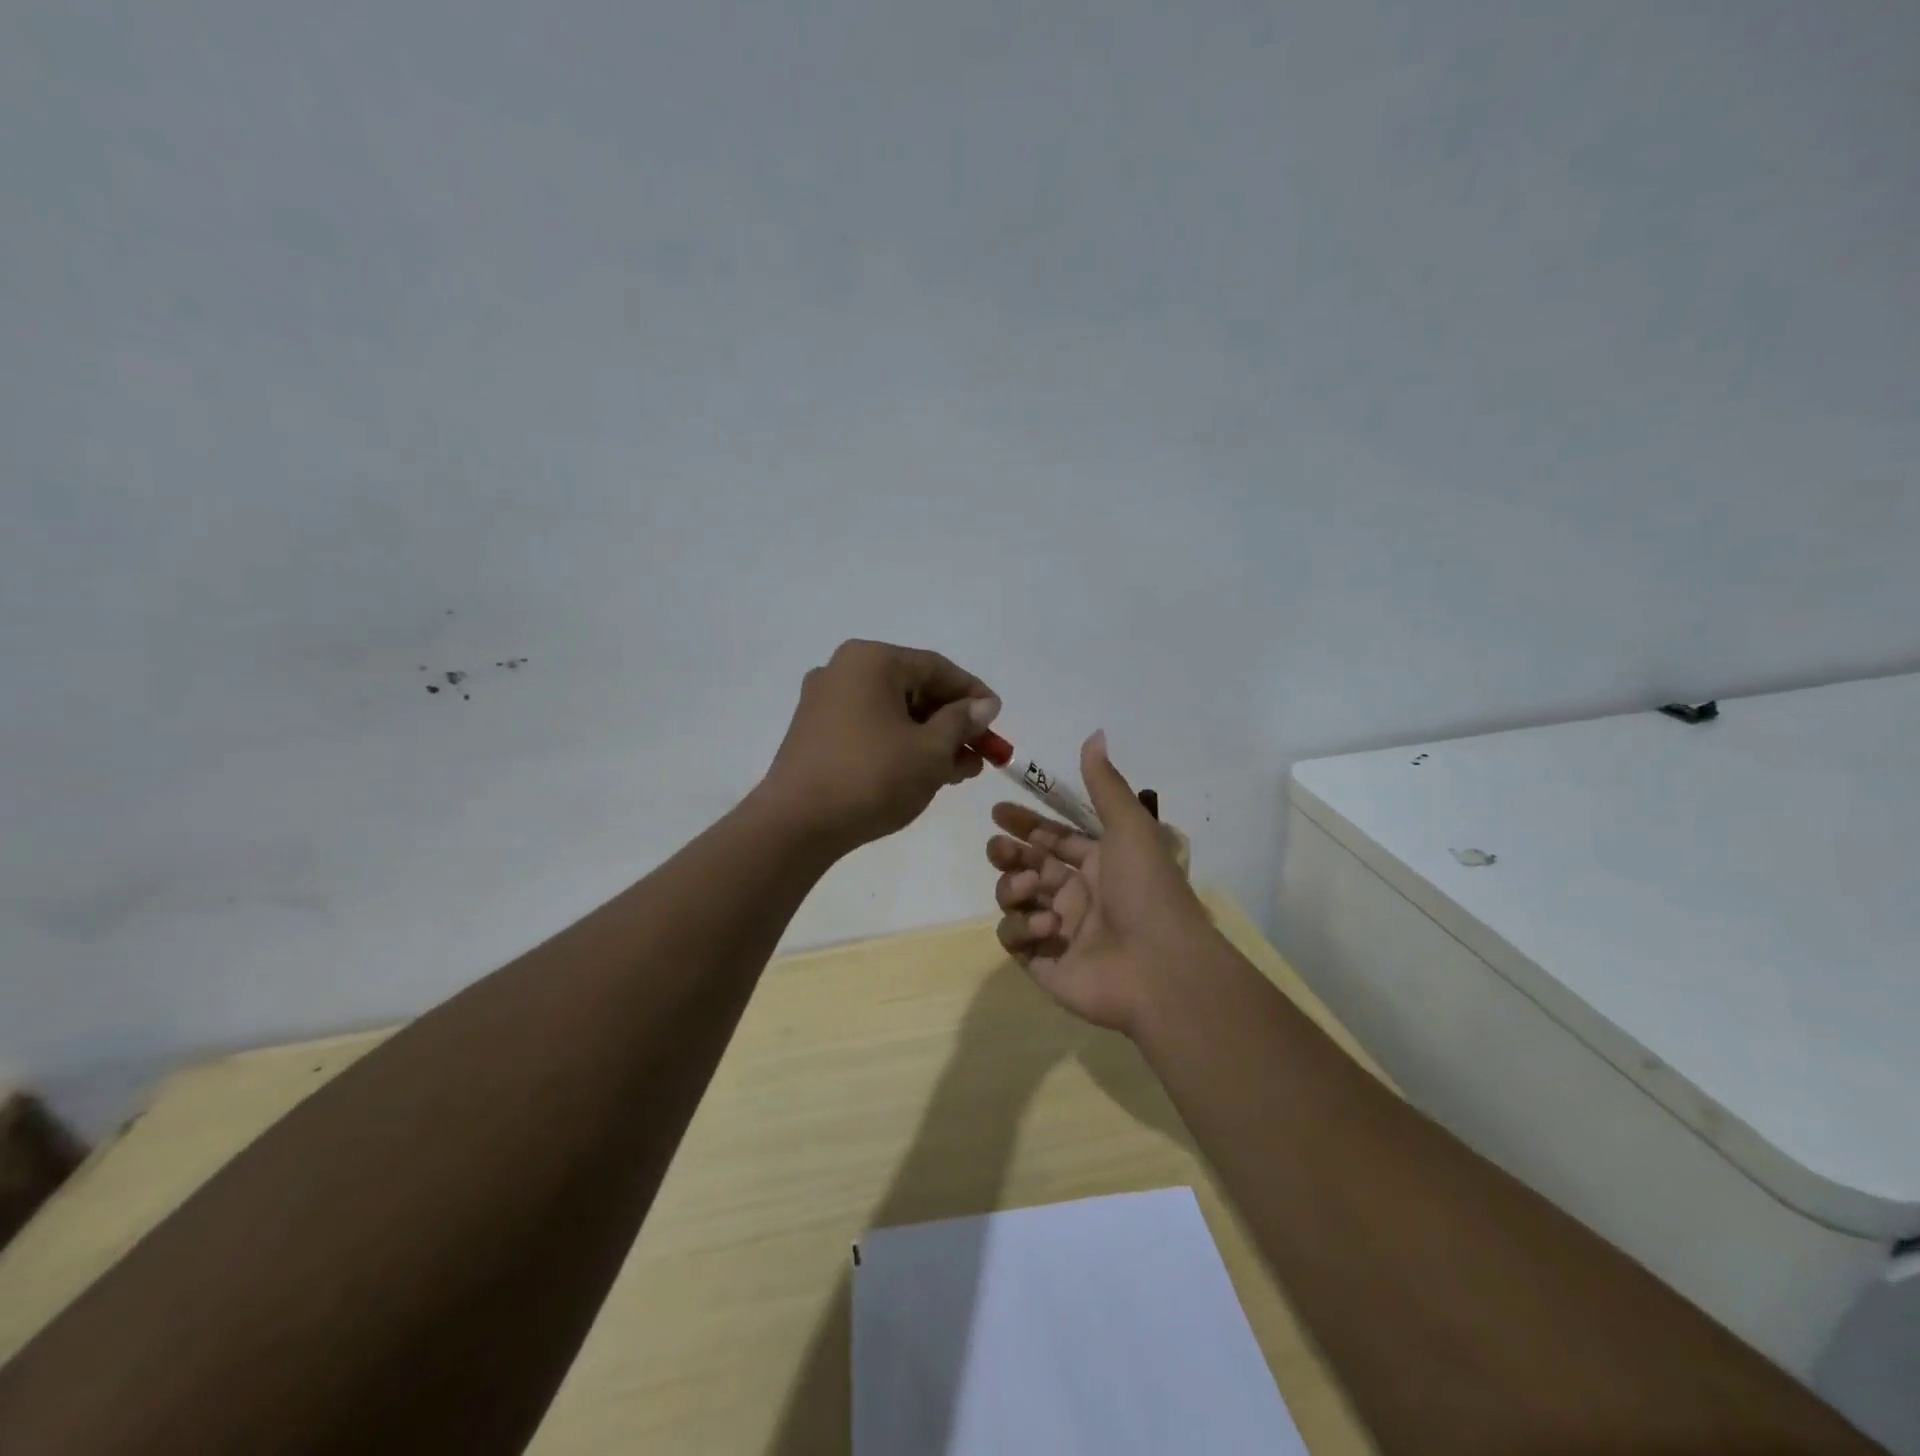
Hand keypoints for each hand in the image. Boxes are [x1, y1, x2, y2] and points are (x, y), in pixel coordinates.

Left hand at [759, 639, 999, 852]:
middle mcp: (843, 671)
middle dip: (951, 722)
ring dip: (929, 738)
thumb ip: (961, 722)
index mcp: (871, 660)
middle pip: (913, 689)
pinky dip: (900, 746)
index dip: (973, 694)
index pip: (936, 668)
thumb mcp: (930, 750)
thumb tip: (984, 705)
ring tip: (960, 770)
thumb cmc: (872, 777)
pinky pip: (870, 729)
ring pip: (892, 712)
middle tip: (980, 751)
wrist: (796, 824)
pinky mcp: (815, 733)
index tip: (997, 719)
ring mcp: (824, 702)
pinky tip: (924, 773)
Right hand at [987, 731, 1214, 1037]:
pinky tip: (1048, 927)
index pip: (1053, 838)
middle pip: (1027, 866)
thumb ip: (1104, 784)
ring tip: (1033, 888)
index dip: (1026, 823)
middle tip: (1000, 847)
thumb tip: (1094, 733)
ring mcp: (1058, 931)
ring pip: (1015, 900)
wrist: (1161, 968)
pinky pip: (1014, 939)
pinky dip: (1022, 928)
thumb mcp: (1129, 828)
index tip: (998, 810)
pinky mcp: (1044, 964)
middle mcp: (1077, 895)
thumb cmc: (1146, 891)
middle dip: (1008, 853)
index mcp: (1099, 864)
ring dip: (1015, 888)